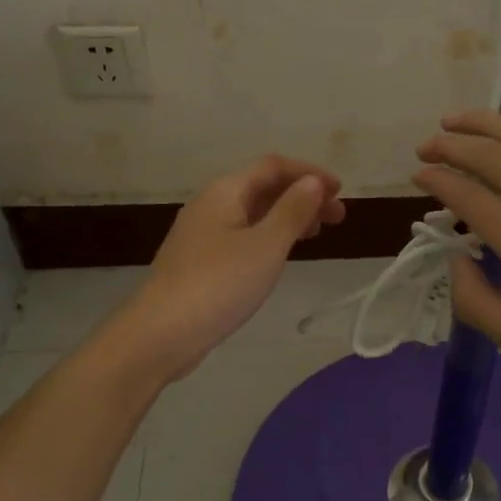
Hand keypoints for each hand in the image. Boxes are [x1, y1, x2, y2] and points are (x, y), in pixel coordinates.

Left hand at [112, 155, 345, 380]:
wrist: (160, 334)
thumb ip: (292, 210)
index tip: (340, 191)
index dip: (309, 173)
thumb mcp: (266, 245)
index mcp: (225, 192)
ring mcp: (202, 233)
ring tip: (316, 234)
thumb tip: (313, 181)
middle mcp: (211, 204)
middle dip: (302, 196)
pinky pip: (242, 234)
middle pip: (263, 187)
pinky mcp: (200, 260)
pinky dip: (269, 235)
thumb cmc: (219, 284)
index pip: (273, 166)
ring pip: (253, 213)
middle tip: (337, 218)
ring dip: (287, 216)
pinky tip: (280, 254)